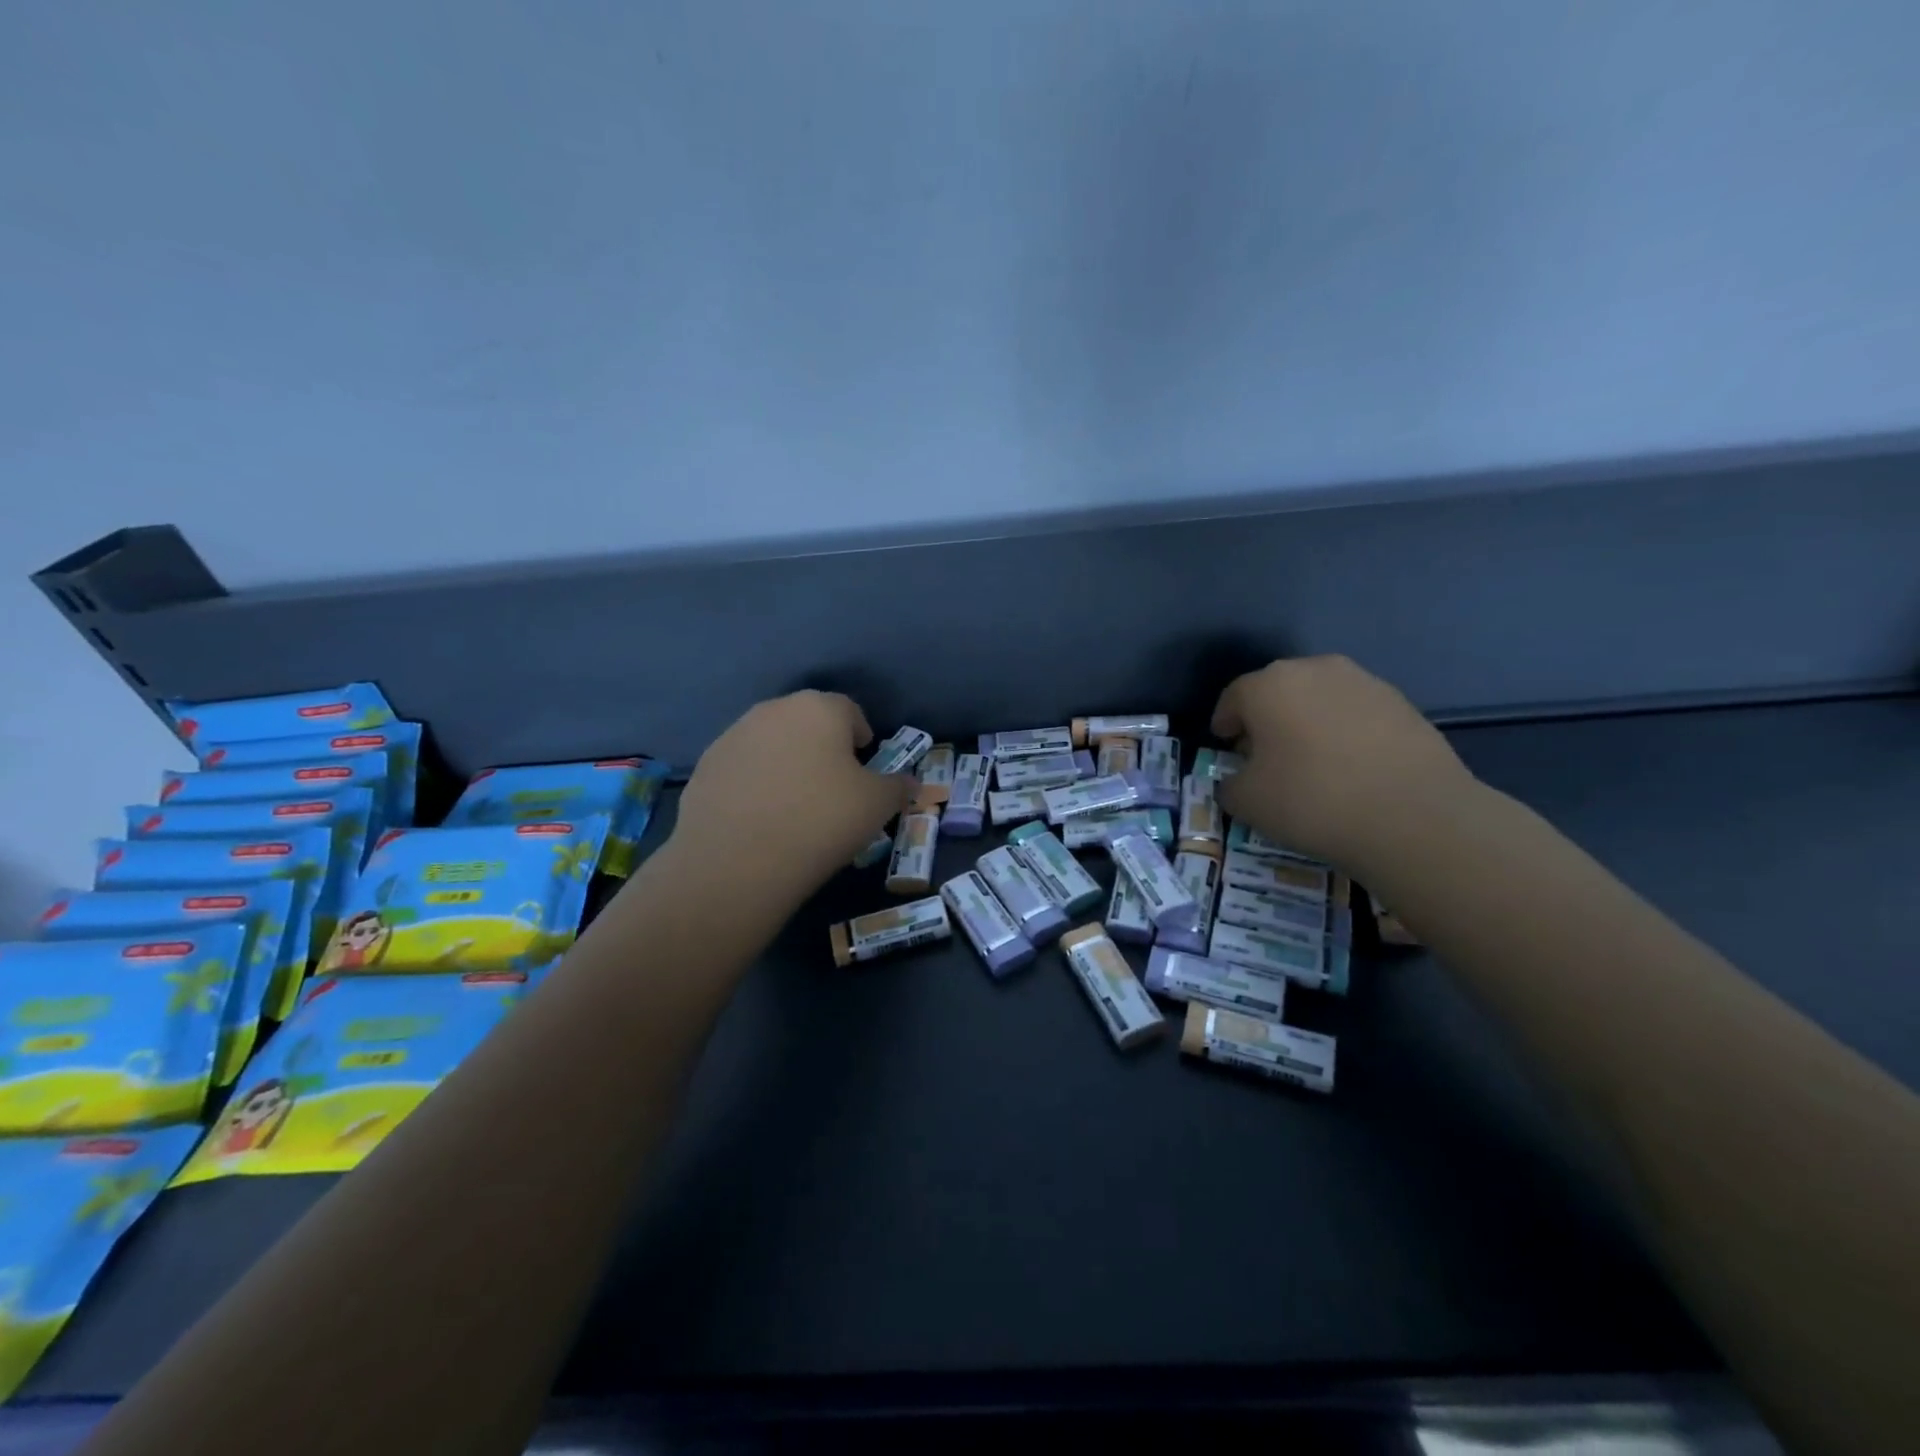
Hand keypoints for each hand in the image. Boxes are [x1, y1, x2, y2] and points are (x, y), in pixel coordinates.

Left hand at [669, 691, 911, 909]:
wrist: (737, 861)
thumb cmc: (822, 820)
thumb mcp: (878, 805)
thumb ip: (898, 787)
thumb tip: (909, 783)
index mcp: (819, 708)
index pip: (849, 710)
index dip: (861, 738)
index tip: (864, 769)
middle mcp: (773, 710)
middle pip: (807, 722)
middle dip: (822, 747)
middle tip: (832, 788)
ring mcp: (733, 736)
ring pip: (772, 743)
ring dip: (786, 763)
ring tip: (794, 806)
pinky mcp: (705, 767)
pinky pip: (743, 768)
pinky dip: (755, 784)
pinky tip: (761, 819)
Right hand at [1210, 655, 1476, 871]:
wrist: (1414, 815)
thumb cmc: (1312, 800)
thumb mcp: (1247, 802)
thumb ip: (1229, 784)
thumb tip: (1237, 779)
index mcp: (1268, 685)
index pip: (1233, 698)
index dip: (1225, 724)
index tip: (1226, 749)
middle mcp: (1314, 669)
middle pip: (1277, 692)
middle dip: (1266, 720)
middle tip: (1266, 757)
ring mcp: (1364, 682)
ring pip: (1319, 699)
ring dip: (1307, 723)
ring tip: (1312, 763)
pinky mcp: (1402, 702)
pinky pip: (1356, 713)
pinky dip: (1344, 732)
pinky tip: (1350, 767)